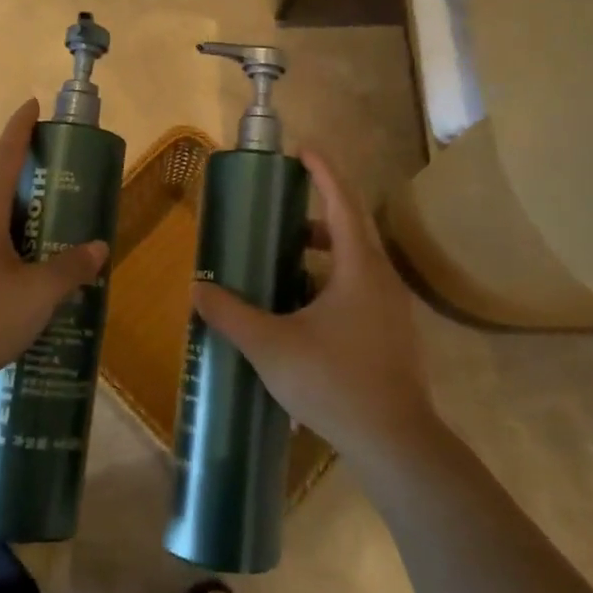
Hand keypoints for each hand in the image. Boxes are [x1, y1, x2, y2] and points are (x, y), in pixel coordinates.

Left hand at [0, 100, 107, 405]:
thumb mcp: (35, 296)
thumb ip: (69, 270)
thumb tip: (97, 248)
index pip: (3, 157)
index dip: (20, 129)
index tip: (32, 104)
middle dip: (31, 189)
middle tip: (66, 195)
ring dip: (20, 232)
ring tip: (53, 250)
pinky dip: (5, 260)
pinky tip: (22, 291)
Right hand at [193, 149, 436, 461]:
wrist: (395, 442)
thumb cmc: (335, 381)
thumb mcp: (272, 346)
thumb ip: (232, 315)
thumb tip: (197, 290)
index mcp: (358, 267)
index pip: (341, 202)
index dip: (323, 171)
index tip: (303, 150)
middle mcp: (380, 278)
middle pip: (349, 229)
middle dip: (315, 214)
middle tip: (279, 213)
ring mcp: (390, 308)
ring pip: (354, 263)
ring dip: (321, 253)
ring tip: (283, 261)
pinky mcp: (391, 334)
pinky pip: (358, 289)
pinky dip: (329, 282)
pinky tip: (301, 310)